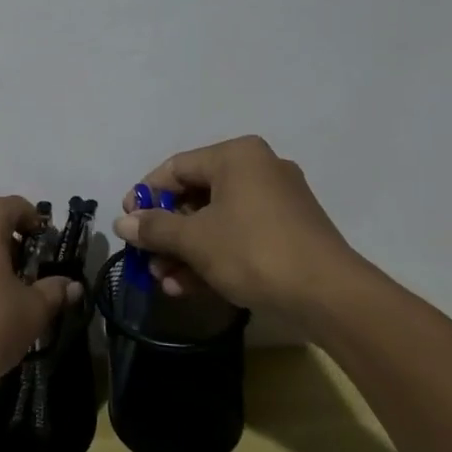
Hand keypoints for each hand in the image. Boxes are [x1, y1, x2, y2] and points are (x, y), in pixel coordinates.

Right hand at [114, 136, 364, 323]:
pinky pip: (239, 236)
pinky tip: (188, 287)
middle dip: (166, 232)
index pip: (176, 168)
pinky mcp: (288, 233)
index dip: (146, 195)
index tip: (127, 221)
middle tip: (145, 257)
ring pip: (216, 221)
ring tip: (163, 281)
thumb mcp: (196, 240)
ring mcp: (277, 202)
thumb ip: (155, 228)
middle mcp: (258, 169)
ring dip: (185, 251)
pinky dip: (213, 257)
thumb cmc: (254, 251)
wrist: (330, 296)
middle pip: (196, 196)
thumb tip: (121, 222)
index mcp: (236, 156)